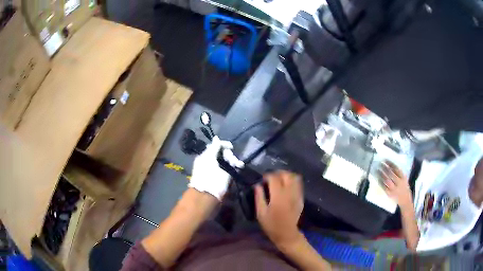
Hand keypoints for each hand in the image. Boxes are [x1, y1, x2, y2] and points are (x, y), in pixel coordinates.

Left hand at [189, 136, 243, 199]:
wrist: (209, 193)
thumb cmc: (206, 175)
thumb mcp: (208, 158)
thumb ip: (213, 147)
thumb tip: (216, 138)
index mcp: (206, 156)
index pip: (216, 146)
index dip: (223, 145)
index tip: (230, 146)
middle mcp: (214, 161)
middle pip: (223, 152)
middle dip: (228, 153)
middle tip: (230, 159)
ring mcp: (221, 168)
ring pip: (229, 158)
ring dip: (233, 159)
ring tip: (236, 164)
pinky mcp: (227, 175)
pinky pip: (233, 166)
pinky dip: (236, 164)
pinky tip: (239, 165)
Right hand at [255, 171, 303, 245]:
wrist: (287, 234)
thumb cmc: (271, 225)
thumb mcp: (260, 213)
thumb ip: (259, 197)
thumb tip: (257, 185)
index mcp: (278, 196)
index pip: (274, 178)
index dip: (268, 176)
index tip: (263, 180)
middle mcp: (289, 193)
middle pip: (287, 175)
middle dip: (278, 173)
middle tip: (271, 178)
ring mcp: (297, 195)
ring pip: (295, 178)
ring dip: (286, 176)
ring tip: (279, 180)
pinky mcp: (301, 198)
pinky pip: (299, 184)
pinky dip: (292, 181)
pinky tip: (286, 187)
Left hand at [379, 161, 411, 207]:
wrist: (405, 199)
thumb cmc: (403, 187)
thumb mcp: (404, 178)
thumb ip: (398, 173)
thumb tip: (390, 165)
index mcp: (403, 178)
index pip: (396, 169)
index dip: (391, 164)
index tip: (385, 160)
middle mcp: (399, 183)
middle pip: (391, 174)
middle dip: (385, 168)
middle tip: (380, 164)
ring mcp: (394, 189)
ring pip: (387, 181)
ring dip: (382, 175)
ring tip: (378, 170)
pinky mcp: (390, 194)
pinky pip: (384, 188)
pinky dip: (381, 182)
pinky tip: (378, 178)